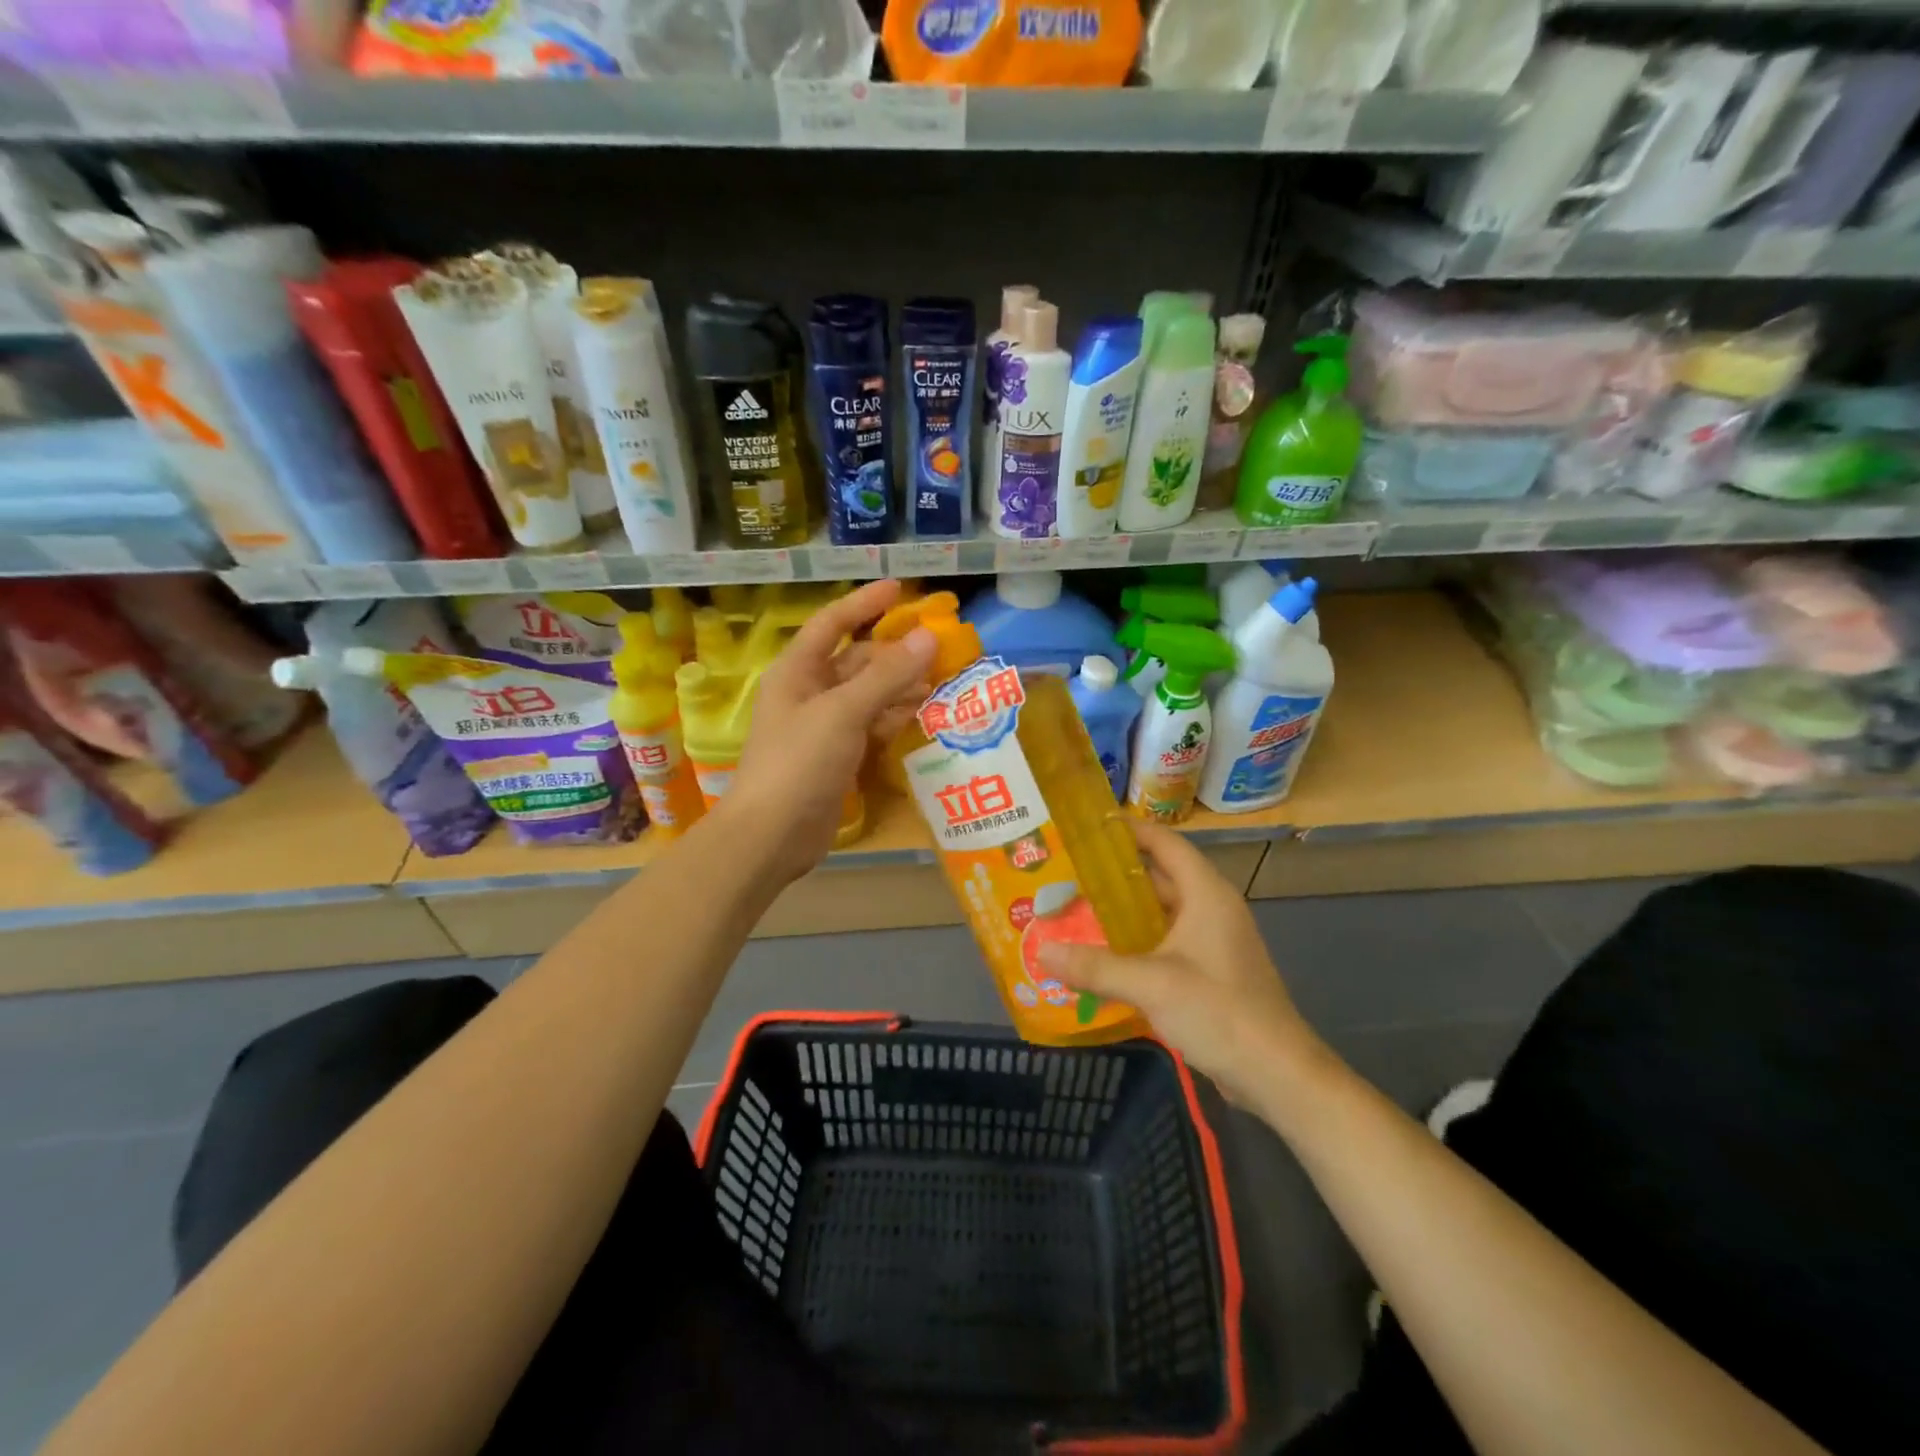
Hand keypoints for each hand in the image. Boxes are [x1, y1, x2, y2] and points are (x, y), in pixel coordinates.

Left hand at [727, 580, 935, 883]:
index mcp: (797, 671)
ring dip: (901, 686)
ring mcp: (824, 726)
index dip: (863, 603)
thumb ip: (887, 675)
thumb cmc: (799, 762)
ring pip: (869, 694)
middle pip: (856, 660)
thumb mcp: (843, 712)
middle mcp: (810, 692)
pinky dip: (896, 718)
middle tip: (939, 645)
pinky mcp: (839, 756)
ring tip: (943, 679)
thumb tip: (928, 637)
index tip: (899, 588)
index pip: (832, 623)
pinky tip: (925, 715)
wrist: (773, 835)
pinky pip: (872, 725)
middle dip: (894, 652)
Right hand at [1038, 821, 1325, 1109]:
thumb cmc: (1220, 1012)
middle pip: (1156, 877)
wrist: (1277, 1075)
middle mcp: (1209, 909)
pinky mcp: (1208, 972)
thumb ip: (1095, 966)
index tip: (1083, 828)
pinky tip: (1099, 957)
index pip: (1163, 843)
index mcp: (1205, 894)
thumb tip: (1041, 951)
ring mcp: (1211, 942)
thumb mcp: (1151, 985)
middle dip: (1111, 876)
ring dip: (1119, 913)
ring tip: (1070, 912)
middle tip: (1063, 875)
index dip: (1126, 830)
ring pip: (1157, 914)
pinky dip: (1133, 944)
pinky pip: (1163, 944)